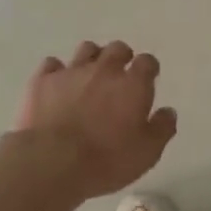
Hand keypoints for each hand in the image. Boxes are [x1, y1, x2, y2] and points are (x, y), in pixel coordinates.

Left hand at [12, 41, 177, 199]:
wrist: (52, 162)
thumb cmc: (106, 160)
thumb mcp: (147, 153)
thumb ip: (162, 128)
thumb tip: (168, 112)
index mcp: (133, 84)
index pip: (147, 62)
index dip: (148, 69)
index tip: (147, 79)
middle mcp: (104, 70)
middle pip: (117, 48)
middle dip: (121, 57)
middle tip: (119, 76)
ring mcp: (72, 72)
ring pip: (86, 49)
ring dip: (92, 59)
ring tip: (89, 76)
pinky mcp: (43, 80)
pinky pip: (52, 64)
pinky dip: (57, 71)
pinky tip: (58, 85)